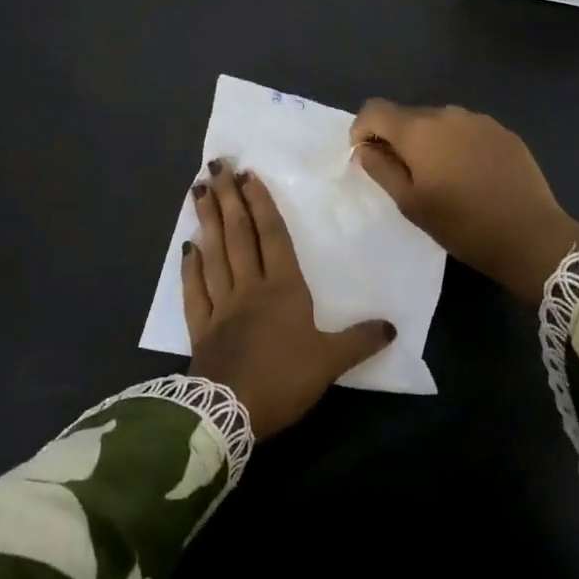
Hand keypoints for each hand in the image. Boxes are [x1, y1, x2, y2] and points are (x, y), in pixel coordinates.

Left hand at [183, 161, 396, 439]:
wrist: (230, 413)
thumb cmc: (283, 379)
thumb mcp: (331, 362)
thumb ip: (359, 341)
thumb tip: (392, 326)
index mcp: (283, 289)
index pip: (272, 237)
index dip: (261, 205)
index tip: (248, 175)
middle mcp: (249, 287)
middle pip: (238, 235)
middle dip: (229, 199)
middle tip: (216, 165)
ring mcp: (221, 305)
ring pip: (213, 254)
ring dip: (206, 221)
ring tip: (199, 190)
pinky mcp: (201, 326)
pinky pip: (194, 289)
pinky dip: (189, 267)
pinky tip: (186, 246)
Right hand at [350, 101, 578, 303]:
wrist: (530, 235)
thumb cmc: (462, 225)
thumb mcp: (411, 204)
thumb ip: (381, 169)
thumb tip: (365, 149)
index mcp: (419, 130)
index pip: (375, 109)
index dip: (362, 129)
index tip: (366, 157)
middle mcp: (448, 113)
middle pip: (408, 115)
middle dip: (397, 138)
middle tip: (404, 176)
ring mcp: (480, 120)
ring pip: (439, 122)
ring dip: (429, 141)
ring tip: (441, 177)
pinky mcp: (504, 132)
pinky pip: (467, 130)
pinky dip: (458, 145)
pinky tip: (471, 175)